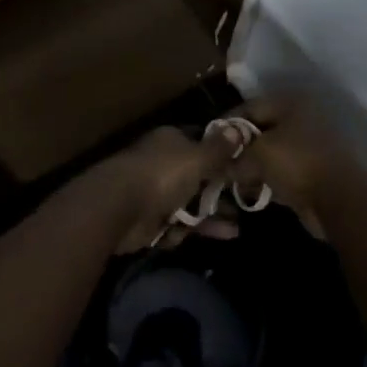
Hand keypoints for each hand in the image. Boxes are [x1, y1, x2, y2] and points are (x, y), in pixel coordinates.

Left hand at [83, 126, 240, 254]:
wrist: (119, 208)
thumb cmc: (161, 174)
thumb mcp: (197, 158)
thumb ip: (218, 149)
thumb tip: (237, 130)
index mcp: (171, 141)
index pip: (201, 142)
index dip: (222, 153)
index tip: (246, 165)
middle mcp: (163, 164)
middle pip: (198, 176)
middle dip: (221, 189)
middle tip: (247, 200)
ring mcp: (156, 193)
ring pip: (190, 203)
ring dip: (214, 214)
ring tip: (239, 225)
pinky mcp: (152, 221)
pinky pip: (181, 225)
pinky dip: (199, 230)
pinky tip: (224, 236)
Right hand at [227, 97, 358, 238]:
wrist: (340, 201)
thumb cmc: (296, 165)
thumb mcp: (257, 156)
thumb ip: (236, 158)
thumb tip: (223, 168)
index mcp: (290, 104)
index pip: (249, 107)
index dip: (226, 124)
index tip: (209, 142)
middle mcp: (301, 119)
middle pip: (260, 130)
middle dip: (239, 148)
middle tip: (221, 164)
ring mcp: (310, 145)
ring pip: (271, 152)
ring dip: (253, 166)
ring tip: (234, 180)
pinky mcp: (315, 170)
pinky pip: (283, 170)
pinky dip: (268, 179)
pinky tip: (253, 191)